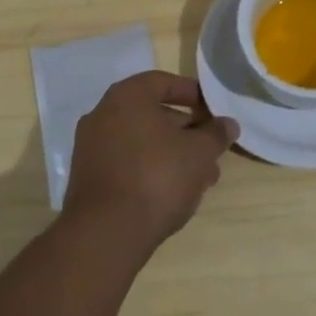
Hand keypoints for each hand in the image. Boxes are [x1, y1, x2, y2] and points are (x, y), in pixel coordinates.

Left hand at [64, 72, 237, 252]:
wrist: (106, 233)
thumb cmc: (157, 177)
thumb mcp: (199, 152)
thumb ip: (216, 134)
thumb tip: (228, 124)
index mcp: (127, 97)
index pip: (163, 82)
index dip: (192, 94)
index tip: (213, 111)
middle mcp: (103, 115)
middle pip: (153, 115)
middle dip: (186, 132)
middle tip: (211, 150)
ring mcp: (90, 148)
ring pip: (142, 143)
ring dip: (173, 155)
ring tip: (202, 179)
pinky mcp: (88, 179)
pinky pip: (127, 164)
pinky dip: (151, 170)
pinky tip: (174, 194)